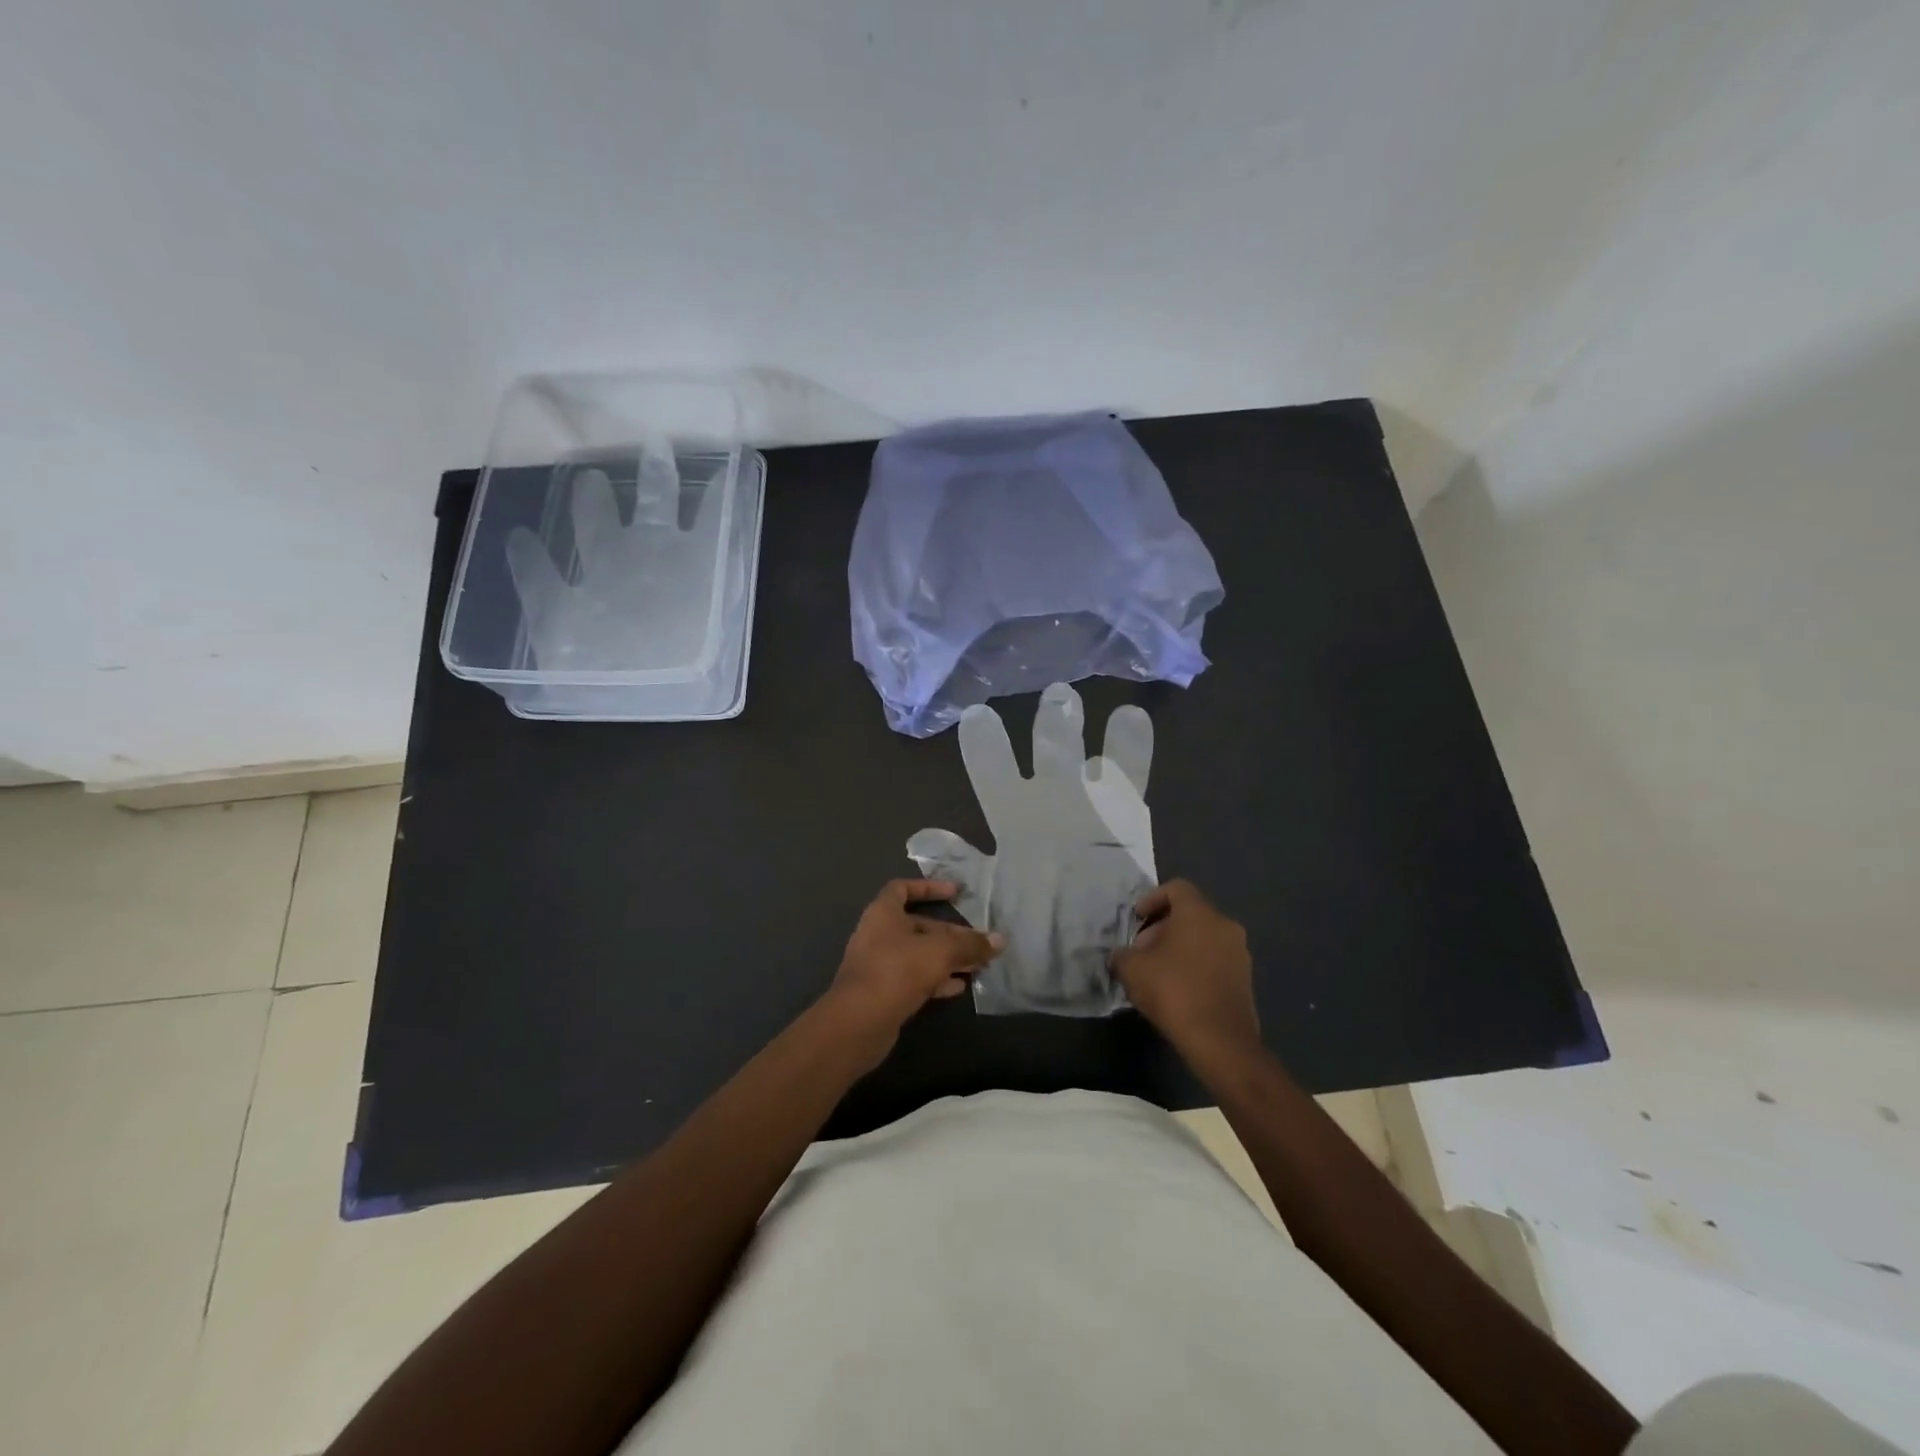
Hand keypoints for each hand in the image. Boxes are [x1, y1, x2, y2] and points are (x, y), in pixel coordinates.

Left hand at [822, 880, 1002, 1064]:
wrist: (858, 1023)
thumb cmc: (896, 971)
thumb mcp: (940, 952)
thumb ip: (970, 945)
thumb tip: (1000, 940)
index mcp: (883, 913)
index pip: (903, 888)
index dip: (929, 888)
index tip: (956, 893)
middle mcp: (878, 935)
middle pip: (918, 926)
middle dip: (950, 934)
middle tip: (978, 942)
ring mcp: (879, 965)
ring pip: (919, 955)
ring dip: (946, 959)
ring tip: (977, 966)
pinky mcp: (883, 993)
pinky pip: (914, 978)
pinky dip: (936, 980)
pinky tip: (959, 987)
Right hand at [1111, 880, 1259, 1064]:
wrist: (1220, 1041)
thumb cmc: (1174, 991)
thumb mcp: (1132, 970)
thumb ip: (1122, 955)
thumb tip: (1121, 956)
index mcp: (1199, 913)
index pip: (1176, 888)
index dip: (1152, 899)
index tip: (1136, 919)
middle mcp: (1224, 925)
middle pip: (1190, 913)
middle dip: (1162, 927)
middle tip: (1142, 950)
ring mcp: (1240, 952)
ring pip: (1204, 937)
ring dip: (1179, 947)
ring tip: (1158, 972)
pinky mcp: (1246, 978)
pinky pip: (1215, 959)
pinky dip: (1196, 964)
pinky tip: (1178, 989)